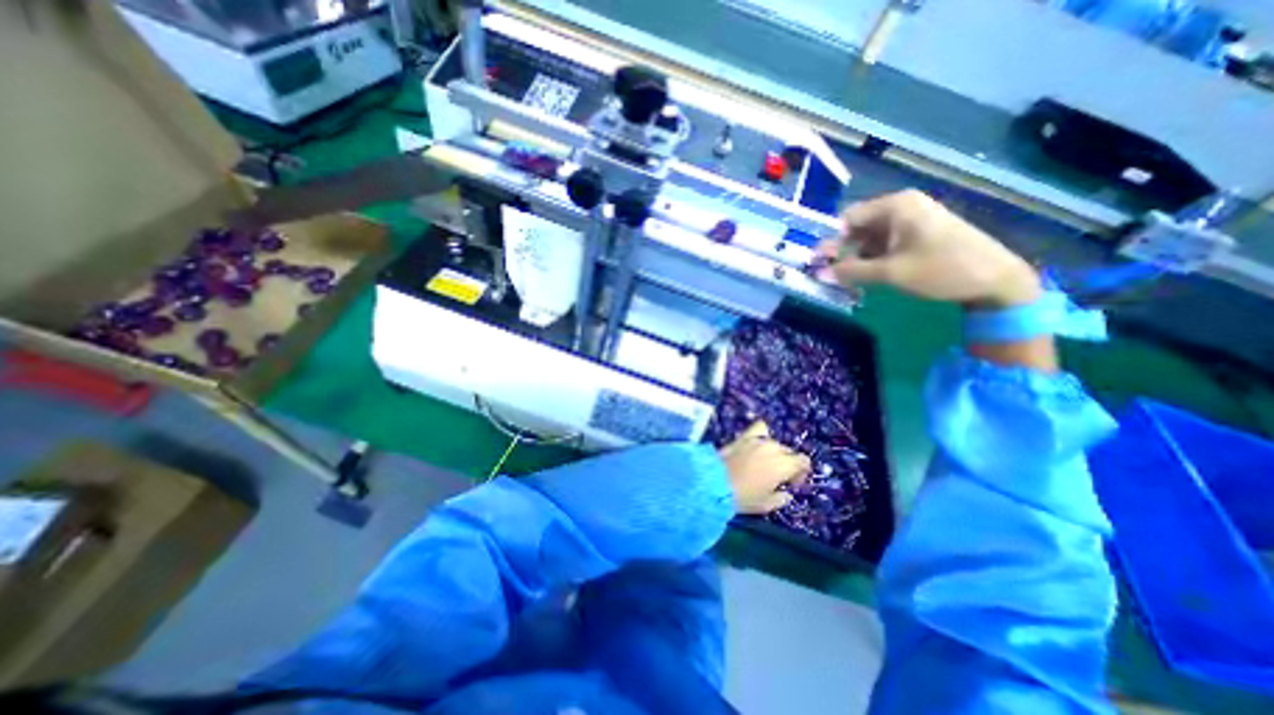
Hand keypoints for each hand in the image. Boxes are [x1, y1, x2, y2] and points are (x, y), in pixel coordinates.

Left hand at [720, 418, 810, 514]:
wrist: (714, 482)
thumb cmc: (743, 497)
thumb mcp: (767, 504)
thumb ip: (781, 497)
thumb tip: (785, 492)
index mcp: (784, 465)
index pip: (803, 461)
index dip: (801, 473)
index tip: (791, 484)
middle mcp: (773, 448)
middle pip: (788, 452)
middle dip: (786, 464)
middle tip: (775, 477)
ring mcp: (758, 440)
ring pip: (774, 443)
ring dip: (774, 452)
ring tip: (764, 463)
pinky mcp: (743, 437)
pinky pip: (759, 429)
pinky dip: (762, 434)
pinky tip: (758, 443)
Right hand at [817, 191, 1043, 307]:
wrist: (996, 280)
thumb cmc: (941, 269)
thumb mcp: (890, 272)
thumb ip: (851, 272)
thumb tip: (819, 274)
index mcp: (896, 206)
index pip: (848, 218)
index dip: (831, 240)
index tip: (817, 262)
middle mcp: (902, 208)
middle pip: (858, 228)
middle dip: (841, 252)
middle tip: (827, 274)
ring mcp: (912, 222)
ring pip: (870, 239)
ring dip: (856, 259)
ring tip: (844, 281)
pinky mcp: (918, 236)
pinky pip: (885, 245)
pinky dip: (872, 261)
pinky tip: (864, 278)